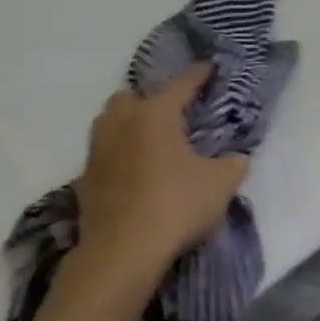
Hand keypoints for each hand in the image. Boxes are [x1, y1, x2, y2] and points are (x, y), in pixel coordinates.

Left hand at [72, 64, 248, 275]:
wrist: (122, 253)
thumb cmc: (176, 206)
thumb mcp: (221, 183)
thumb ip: (232, 163)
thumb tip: (234, 158)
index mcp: (155, 114)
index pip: (181, 84)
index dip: (198, 74)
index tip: (209, 66)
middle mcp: (121, 124)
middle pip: (130, 96)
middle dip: (149, 99)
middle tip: (172, 113)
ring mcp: (97, 152)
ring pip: (109, 123)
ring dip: (128, 125)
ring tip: (152, 141)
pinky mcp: (85, 181)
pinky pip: (103, 154)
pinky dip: (119, 155)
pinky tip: (136, 172)